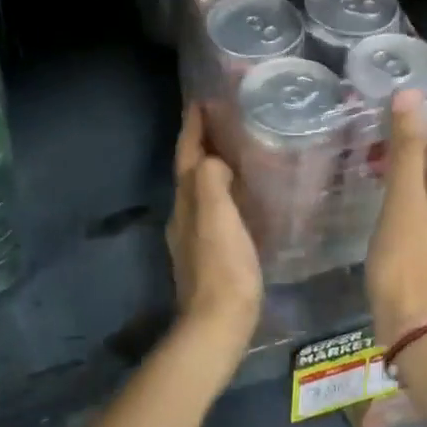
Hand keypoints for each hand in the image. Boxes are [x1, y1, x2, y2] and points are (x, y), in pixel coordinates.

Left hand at [167, 104, 263, 371]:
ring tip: (235, 150)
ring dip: (211, 166)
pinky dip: (222, 191)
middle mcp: (184, 215)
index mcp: (186, 202)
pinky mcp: (208, 254)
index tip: (202, 100)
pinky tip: (242, 195)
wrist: (217, 326)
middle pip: (189, 170)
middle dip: (201, 142)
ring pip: (200, 190)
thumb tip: (213, 159)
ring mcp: (193, 237)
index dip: (193, 127)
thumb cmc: (223, 268)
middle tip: (223, 119)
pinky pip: (214, 209)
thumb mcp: (218, 218)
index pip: (186, 154)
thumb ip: (211, 182)